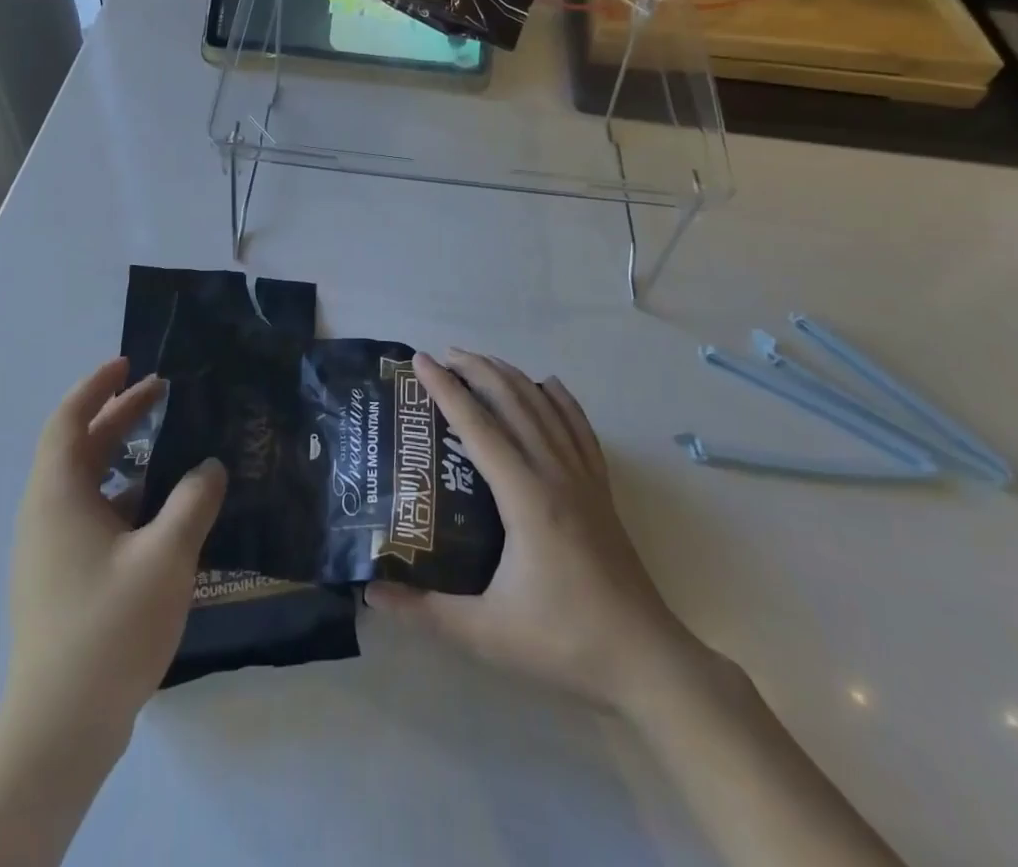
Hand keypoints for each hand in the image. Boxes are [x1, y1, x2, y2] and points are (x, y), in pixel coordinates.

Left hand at [4, 359, 224, 741]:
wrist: (60, 730)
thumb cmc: (109, 628)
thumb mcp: (166, 556)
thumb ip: (193, 501)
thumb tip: (210, 466)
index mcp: (59, 496)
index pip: (68, 420)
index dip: (96, 386)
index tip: (130, 363)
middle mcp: (47, 514)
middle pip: (81, 446)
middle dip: (120, 415)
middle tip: (164, 392)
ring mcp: (52, 550)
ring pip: (89, 483)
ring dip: (127, 456)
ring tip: (175, 445)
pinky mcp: (64, 579)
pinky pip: (95, 515)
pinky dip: (128, 496)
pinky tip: (167, 509)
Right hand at [367, 350, 692, 708]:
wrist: (647, 660)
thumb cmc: (564, 642)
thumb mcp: (486, 634)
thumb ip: (425, 611)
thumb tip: (371, 593)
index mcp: (525, 497)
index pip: (478, 426)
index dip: (446, 390)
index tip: (421, 361)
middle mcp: (555, 473)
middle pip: (513, 402)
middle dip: (477, 370)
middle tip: (444, 355)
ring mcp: (583, 478)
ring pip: (545, 407)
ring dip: (511, 377)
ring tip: (482, 362)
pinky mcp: (601, 489)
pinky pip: (579, 428)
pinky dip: (561, 400)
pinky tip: (549, 385)